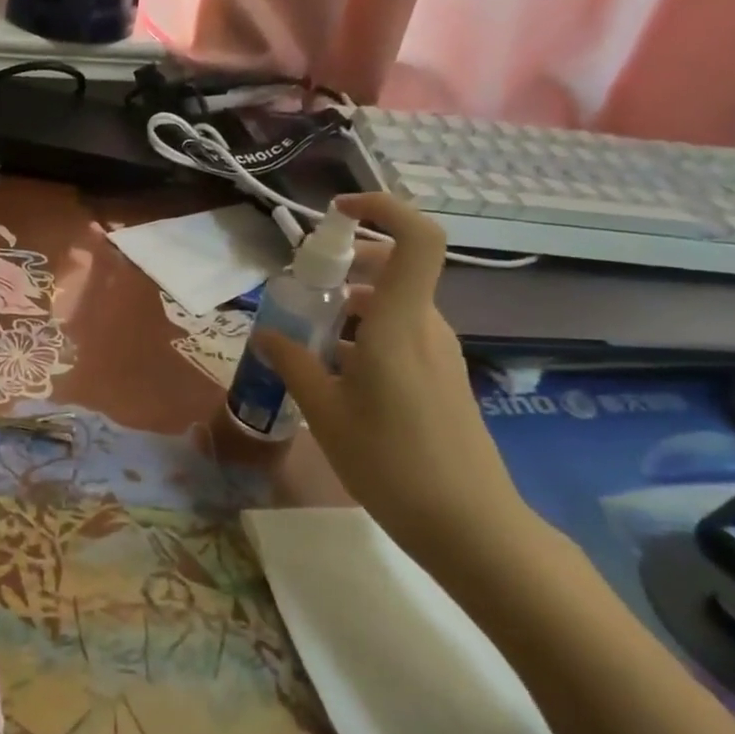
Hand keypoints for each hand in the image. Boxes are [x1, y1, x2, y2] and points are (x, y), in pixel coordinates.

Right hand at [253, 192, 535, 567]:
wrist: (469, 525)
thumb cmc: (389, 462)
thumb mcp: (324, 412)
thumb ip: (292, 363)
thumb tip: (265, 332)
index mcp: (398, 325)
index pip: (417, 240)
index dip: (384, 209)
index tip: (338, 212)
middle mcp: (425, 327)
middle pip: (394, 268)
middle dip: (345, 265)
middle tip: (300, 290)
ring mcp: (439, 353)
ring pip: (392, 304)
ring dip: (348, 305)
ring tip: (305, 340)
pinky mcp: (441, 376)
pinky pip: (400, 333)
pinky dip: (363, 333)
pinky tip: (334, 373)